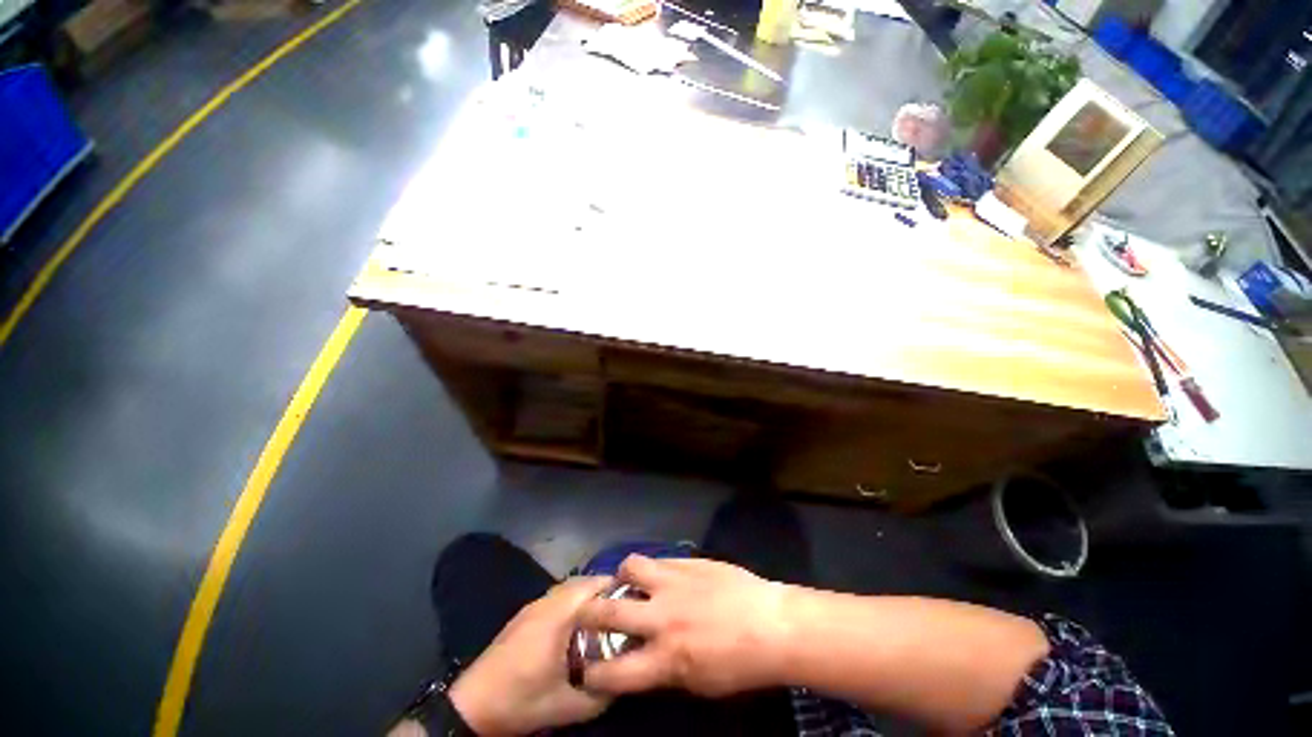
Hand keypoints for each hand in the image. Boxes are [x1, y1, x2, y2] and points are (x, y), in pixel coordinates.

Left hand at [448, 577, 613, 734]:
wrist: (472, 706)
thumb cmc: (521, 700)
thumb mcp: (568, 706)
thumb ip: (603, 691)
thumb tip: (627, 677)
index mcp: (559, 614)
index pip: (596, 585)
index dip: (619, 588)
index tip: (637, 600)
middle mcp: (548, 600)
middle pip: (584, 582)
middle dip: (607, 591)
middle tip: (625, 610)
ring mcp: (534, 605)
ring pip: (570, 587)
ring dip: (590, 595)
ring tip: (607, 616)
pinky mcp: (525, 614)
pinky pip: (558, 596)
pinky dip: (574, 602)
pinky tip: (578, 625)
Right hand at [576, 556, 791, 697]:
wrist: (772, 625)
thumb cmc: (741, 665)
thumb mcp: (700, 684)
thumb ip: (665, 671)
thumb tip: (645, 660)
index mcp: (664, 659)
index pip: (613, 672)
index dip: (591, 673)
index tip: (585, 668)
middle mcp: (661, 618)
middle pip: (609, 612)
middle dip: (588, 615)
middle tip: (586, 614)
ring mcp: (673, 583)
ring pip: (630, 568)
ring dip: (621, 576)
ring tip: (625, 581)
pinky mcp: (687, 563)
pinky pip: (659, 559)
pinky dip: (651, 567)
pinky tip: (658, 573)